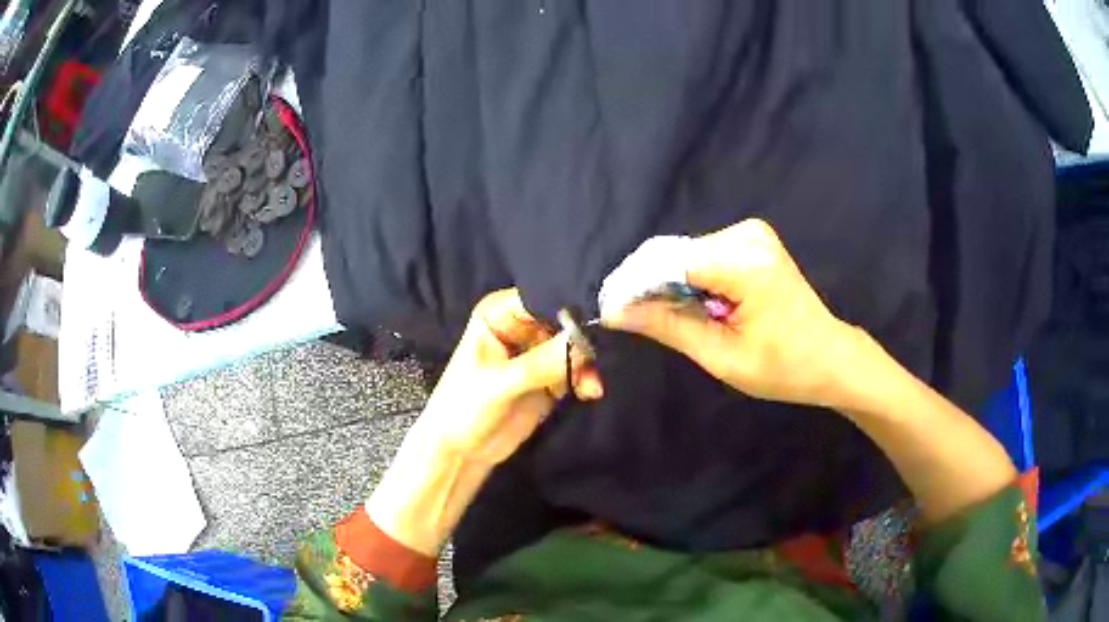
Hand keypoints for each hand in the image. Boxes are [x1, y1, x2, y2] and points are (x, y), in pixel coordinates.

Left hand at [417, 288, 602, 465]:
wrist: (460, 453)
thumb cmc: (464, 409)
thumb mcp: (501, 383)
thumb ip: (543, 361)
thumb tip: (586, 337)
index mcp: (500, 314)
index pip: (543, 298)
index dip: (570, 306)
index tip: (600, 319)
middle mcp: (520, 327)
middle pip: (565, 321)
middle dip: (584, 339)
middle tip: (599, 358)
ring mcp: (536, 353)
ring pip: (574, 347)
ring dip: (587, 364)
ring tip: (590, 387)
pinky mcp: (549, 378)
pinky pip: (576, 370)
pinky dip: (585, 379)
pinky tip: (589, 393)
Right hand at [603, 219, 863, 407]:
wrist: (829, 356)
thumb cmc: (783, 367)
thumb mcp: (721, 356)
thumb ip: (668, 326)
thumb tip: (616, 312)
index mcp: (745, 264)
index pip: (669, 263)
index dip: (634, 286)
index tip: (610, 313)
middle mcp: (747, 235)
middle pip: (675, 254)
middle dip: (648, 285)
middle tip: (630, 320)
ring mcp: (751, 232)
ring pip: (685, 253)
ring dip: (668, 283)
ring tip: (668, 318)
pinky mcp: (752, 237)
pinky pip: (702, 254)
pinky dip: (688, 278)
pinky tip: (694, 305)